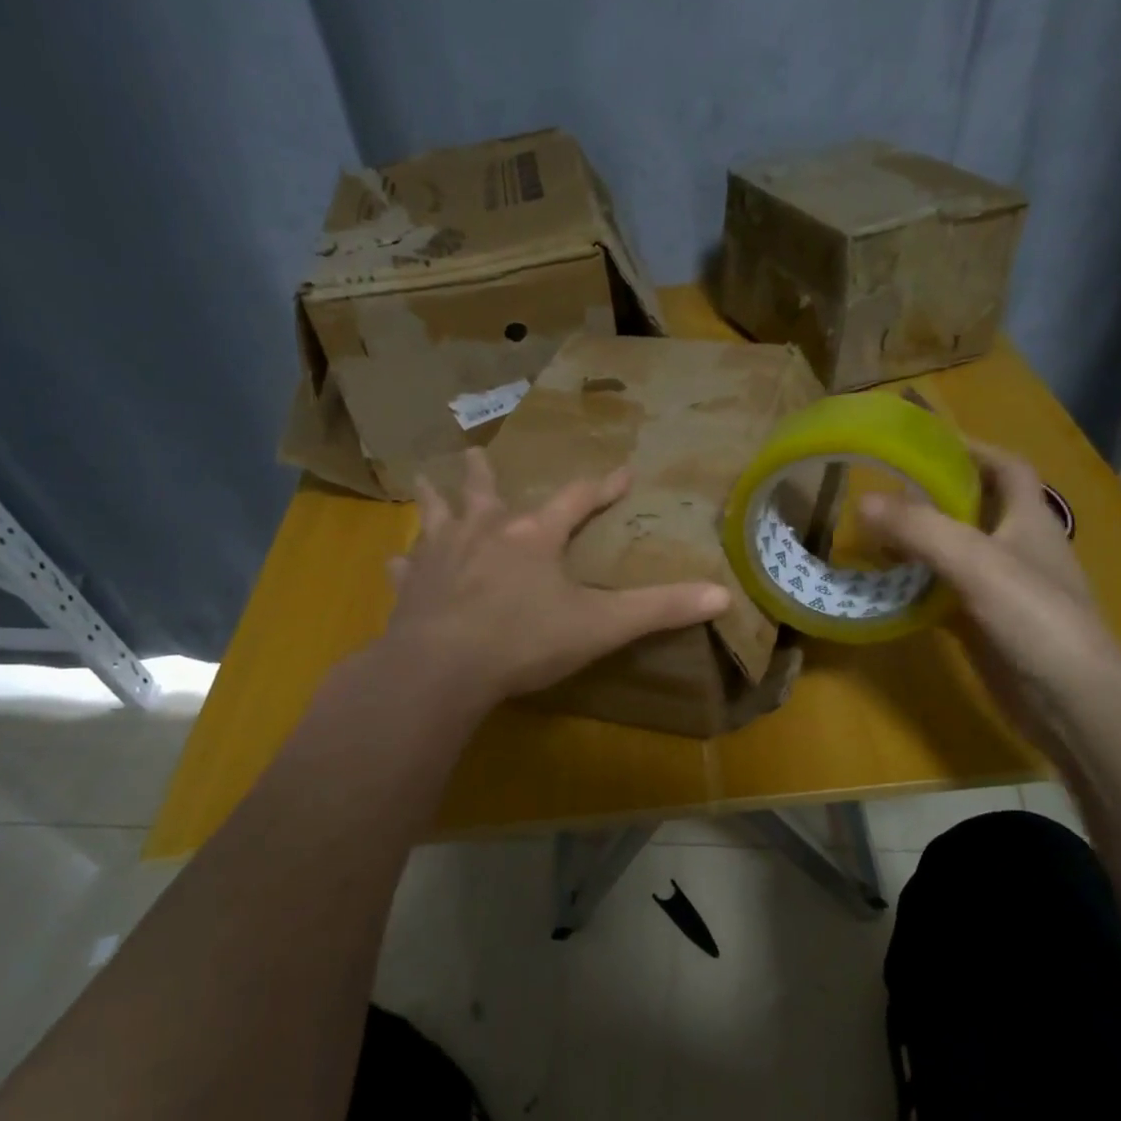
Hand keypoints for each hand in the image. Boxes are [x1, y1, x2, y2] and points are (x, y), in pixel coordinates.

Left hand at [382, 449, 731, 710]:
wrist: (443, 668)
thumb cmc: (525, 641)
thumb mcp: (601, 626)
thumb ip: (659, 609)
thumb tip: (723, 594)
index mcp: (534, 537)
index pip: (576, 501)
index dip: (602, 487)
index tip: (622, 471)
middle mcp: (484, 533)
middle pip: (485, 492)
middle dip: (486, 474)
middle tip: (476, 452)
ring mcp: (440, 557)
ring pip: (435, 515)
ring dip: (435, 498)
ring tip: (427, 479)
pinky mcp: (409, 588)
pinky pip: (404, 568)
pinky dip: (403, 563)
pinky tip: (396, 563)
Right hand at [860, 441, 1120, 748]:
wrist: (1070, 698)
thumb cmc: (1034, 617)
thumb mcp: (976, 562)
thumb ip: (920, 530)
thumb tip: (863, 501)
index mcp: (1030, 520)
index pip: (1006, 468)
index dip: (973, 449)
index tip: (926, 442)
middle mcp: (1020, 548)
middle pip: (977, 508)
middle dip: (933, 496)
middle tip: (883, 492)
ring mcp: (1005, 590)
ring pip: (958, 553)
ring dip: (922, 542)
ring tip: (874, 536)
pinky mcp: (989, 625)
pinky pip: (947, 593)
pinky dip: (919, 586)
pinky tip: (888, 589)